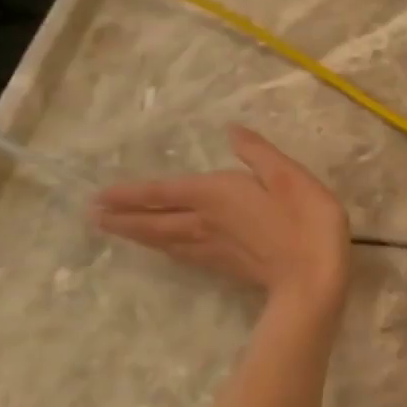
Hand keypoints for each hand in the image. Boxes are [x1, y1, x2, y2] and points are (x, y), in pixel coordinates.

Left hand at [93, 125, 350, 315]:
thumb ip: (258, 152)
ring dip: (139, 235)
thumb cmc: (304, 219)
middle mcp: (204, 222)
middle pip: (155, 221)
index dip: (130, 194)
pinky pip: (182, 255)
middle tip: (95, 218)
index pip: (161, 192)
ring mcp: (213, 249)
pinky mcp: (226, 267)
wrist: (312, 275)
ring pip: (165, 240)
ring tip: (119, 231)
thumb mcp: (287, 175)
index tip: (99, 198)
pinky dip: (165, 250)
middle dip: (124, 218)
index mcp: (213, 195)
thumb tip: (231, 131)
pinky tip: (167, 251)